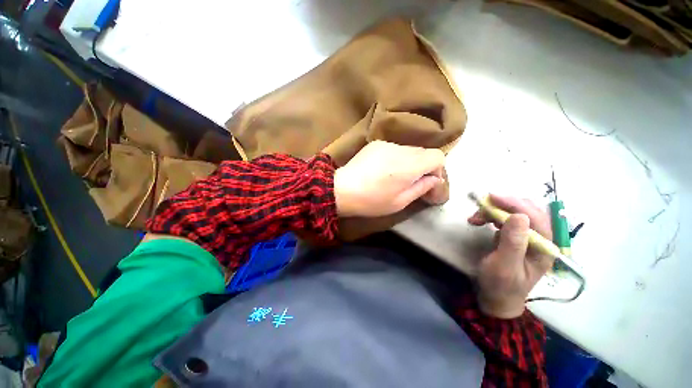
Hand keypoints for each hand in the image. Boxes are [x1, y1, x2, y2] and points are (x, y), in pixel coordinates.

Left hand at [334, 141, 446, 216]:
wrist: (342, 189)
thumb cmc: (372, 201)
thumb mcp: (400, 202)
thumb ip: (421, 188)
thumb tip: (434, 179)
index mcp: (410, 165)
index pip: (438, 156)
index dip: (437, 169)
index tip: (427, 182)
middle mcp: (401, 149)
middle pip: (423, 152)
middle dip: (423, 166)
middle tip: (412, 181)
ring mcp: (387, 144)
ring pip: (408, 149)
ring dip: (409, 162)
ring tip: (395, 176)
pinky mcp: (376, 144)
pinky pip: (394, 148)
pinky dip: (395, 157)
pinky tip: (382, 169)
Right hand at [468, 195, 553, 318]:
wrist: (495, 297)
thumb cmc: (500, 284)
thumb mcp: (504, 266)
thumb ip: (513, 242)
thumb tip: (519, 216)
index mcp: (544, 247)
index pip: (535, 216)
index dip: (515, 203)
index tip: (491, 197)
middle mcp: (539, 239)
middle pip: (525, 211)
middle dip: (502, 205)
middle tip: (480, 208)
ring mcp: (527, 237)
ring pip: (513, 212)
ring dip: (493, 211)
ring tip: (475, 219)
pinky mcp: (514, 237)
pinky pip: (505, 219)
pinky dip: (491, 216)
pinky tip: (480, 221)